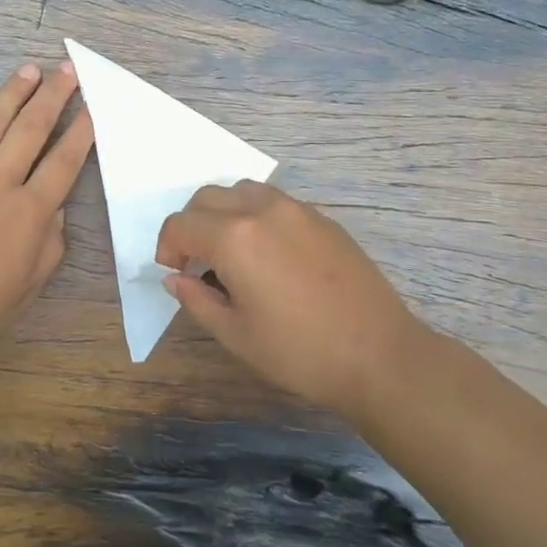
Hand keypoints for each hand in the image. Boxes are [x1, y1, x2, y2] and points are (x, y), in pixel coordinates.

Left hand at [0, 61, 93, 359]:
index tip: (93, 106)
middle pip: (30, 130)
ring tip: (27, 69)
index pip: (63, 162)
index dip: (81, 132)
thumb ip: (48, 246)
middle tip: (67, 69)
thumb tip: (54, 213)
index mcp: (28, 211)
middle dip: (52, 97)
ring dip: (10, 94)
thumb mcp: (27, 287)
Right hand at [156, 181, 424, 415]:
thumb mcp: (235, 335)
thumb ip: (196, 300)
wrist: (379, 355)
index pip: (181, 224)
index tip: (175, 273)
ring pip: (242, 191)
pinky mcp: (322, 219)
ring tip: (231, 253)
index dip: (167, 247)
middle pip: (207, 198)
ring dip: (223, 213)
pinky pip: (274, 202)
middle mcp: (262, 210)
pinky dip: (255, 215)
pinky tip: (268, 255)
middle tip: (197, 263)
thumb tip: (175, 279)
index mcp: (234, 238)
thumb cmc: (299, 352)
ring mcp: (296, 210)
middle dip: (191, 225)